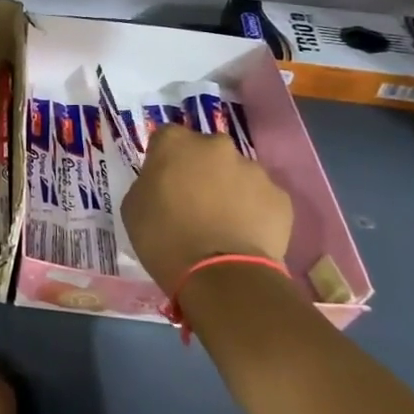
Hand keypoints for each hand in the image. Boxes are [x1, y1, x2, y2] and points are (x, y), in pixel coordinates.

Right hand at [121, 124, 293, 291]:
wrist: (220, 275)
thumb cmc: (163, 238)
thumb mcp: (133, 207)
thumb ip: (149, 183)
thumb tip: (163, 183)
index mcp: (175, 143)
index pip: (165, 138)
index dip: (163, 160)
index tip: (161, 182)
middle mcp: (216, 145)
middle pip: (205, 151)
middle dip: (200, 170)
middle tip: (192, 201)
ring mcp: (253, 169)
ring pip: (236, 173)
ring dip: (228, 189)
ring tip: (221, 223)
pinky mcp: (280, 196)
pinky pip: (260, 198)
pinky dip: (252, 210)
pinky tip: (242, 235)